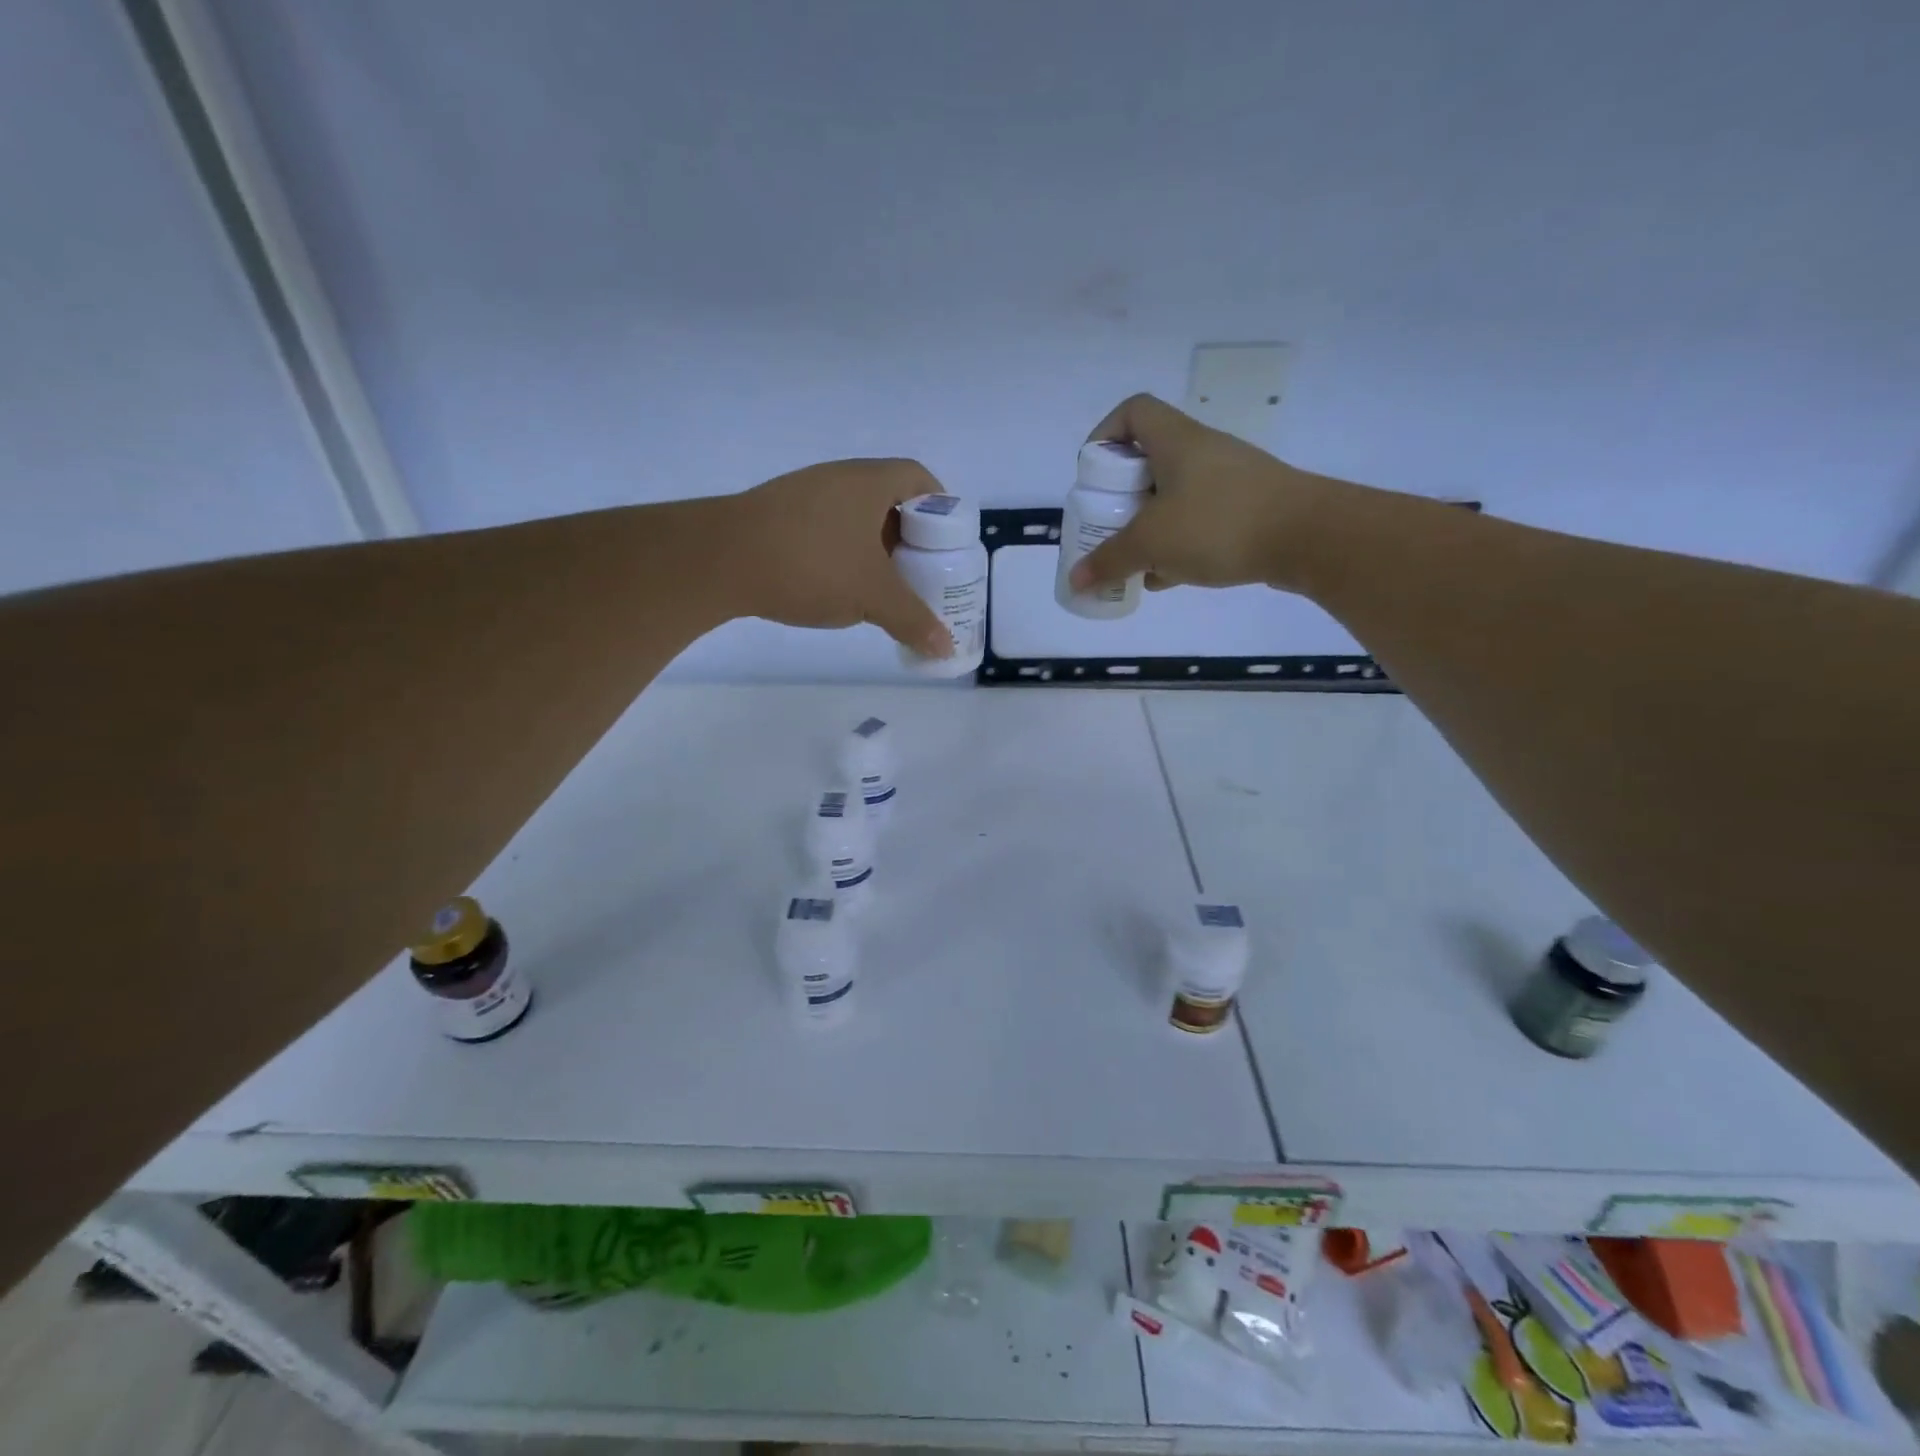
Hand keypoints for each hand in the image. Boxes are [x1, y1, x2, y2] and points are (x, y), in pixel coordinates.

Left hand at [728, 458, 952, 657]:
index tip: (947, 543)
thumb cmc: (812, 565)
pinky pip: (826, 528)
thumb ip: (913, 620)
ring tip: (882, 584)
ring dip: (874, 546)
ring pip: (854, 516)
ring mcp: (804, 494)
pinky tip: (838, 584)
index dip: (941, 507)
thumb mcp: (873, 596)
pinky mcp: (777, 515)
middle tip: (920, 571)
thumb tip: (944, 648)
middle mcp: (838, 478)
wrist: (720, 560)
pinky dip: (843, 551)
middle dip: (909, 535)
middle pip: (889, 499)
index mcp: (870, 482)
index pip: (919, 479)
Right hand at [1067, 394, 1336, 594]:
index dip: (1105, 434)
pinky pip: (1199, 519)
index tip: (1093, 474)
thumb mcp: (1152, 543)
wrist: (1309, 537)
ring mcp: (1228, 480)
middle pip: (1149, 459)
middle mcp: (1202, 451)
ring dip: (1148, 524)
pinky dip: (1178, 543)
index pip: (1133, 412)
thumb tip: (1076, 580)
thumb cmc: (1219, 524)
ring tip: (1134, 559)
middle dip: (1121, 496)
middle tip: (1107, 525)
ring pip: (1174, 494)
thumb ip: (1109, 561)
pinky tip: (1167, 576)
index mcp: (1176, 441)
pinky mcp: (1247, 508)